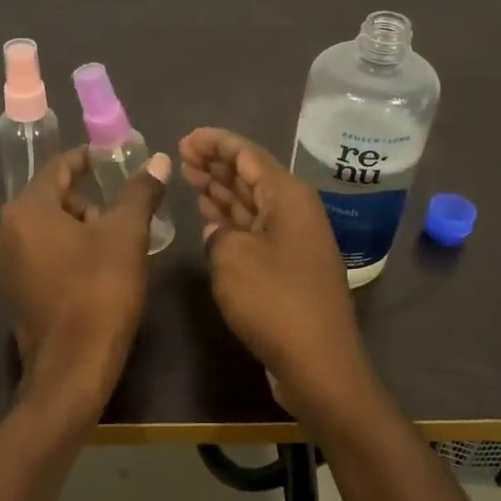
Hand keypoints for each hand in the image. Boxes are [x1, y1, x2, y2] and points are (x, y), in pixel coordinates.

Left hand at [0, 146, 170, 410]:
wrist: (72, 366)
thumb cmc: (100, 292)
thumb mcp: (126, 236)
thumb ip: (139, 193)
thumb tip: (156, 159)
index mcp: (27, 210)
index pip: (58, 166)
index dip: (87, 158)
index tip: (113, 159)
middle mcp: (6, 230)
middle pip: (52, 198)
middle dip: (88, 202)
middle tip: (121, 220)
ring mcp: (5, 263)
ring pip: (48, 228)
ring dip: (79, 229)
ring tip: (114, 251)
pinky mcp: (13, 290)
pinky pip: (41, 254)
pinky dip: (66, 253)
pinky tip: (94, 273)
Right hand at [179, 127, 369, 408]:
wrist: (317, 361)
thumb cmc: (274, 302)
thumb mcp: (231, 258)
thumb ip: (218, 233)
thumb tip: (219, 231)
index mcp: (288, 198)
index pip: (248, 155)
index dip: (216, 143)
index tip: (186, 138)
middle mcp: (295, 213)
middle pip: (252, 177)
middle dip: (217, 164)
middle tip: (182, 156)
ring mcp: (294, 242)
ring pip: (252, 205)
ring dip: (223, 191)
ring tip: (191, 177)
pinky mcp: (288, 269)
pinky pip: (255, 231)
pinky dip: (231, 222)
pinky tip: (211, 218)